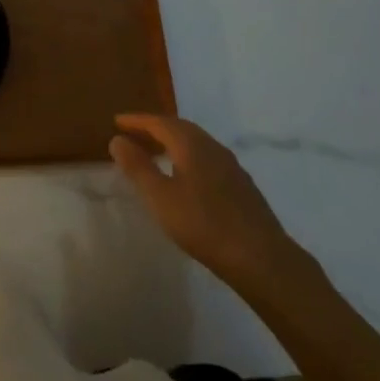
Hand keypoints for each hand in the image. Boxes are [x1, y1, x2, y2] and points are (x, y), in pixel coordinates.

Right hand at [111, 113, 297, 289]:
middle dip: (155, 128)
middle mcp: (212, 146)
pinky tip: (187, 177)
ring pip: (196, 143)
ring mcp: (231, 165)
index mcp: (191, 143)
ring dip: (173, 142)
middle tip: (134, 134)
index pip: (159, 122)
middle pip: (179, 128)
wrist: (262, 259)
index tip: (117, 122)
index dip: (137, 121)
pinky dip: (189, 157)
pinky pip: (207, 159)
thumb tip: (117, 139)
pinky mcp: (242, 185)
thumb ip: (137, 167)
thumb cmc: (204, 225)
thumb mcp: (160, 198)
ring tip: (157, 152)